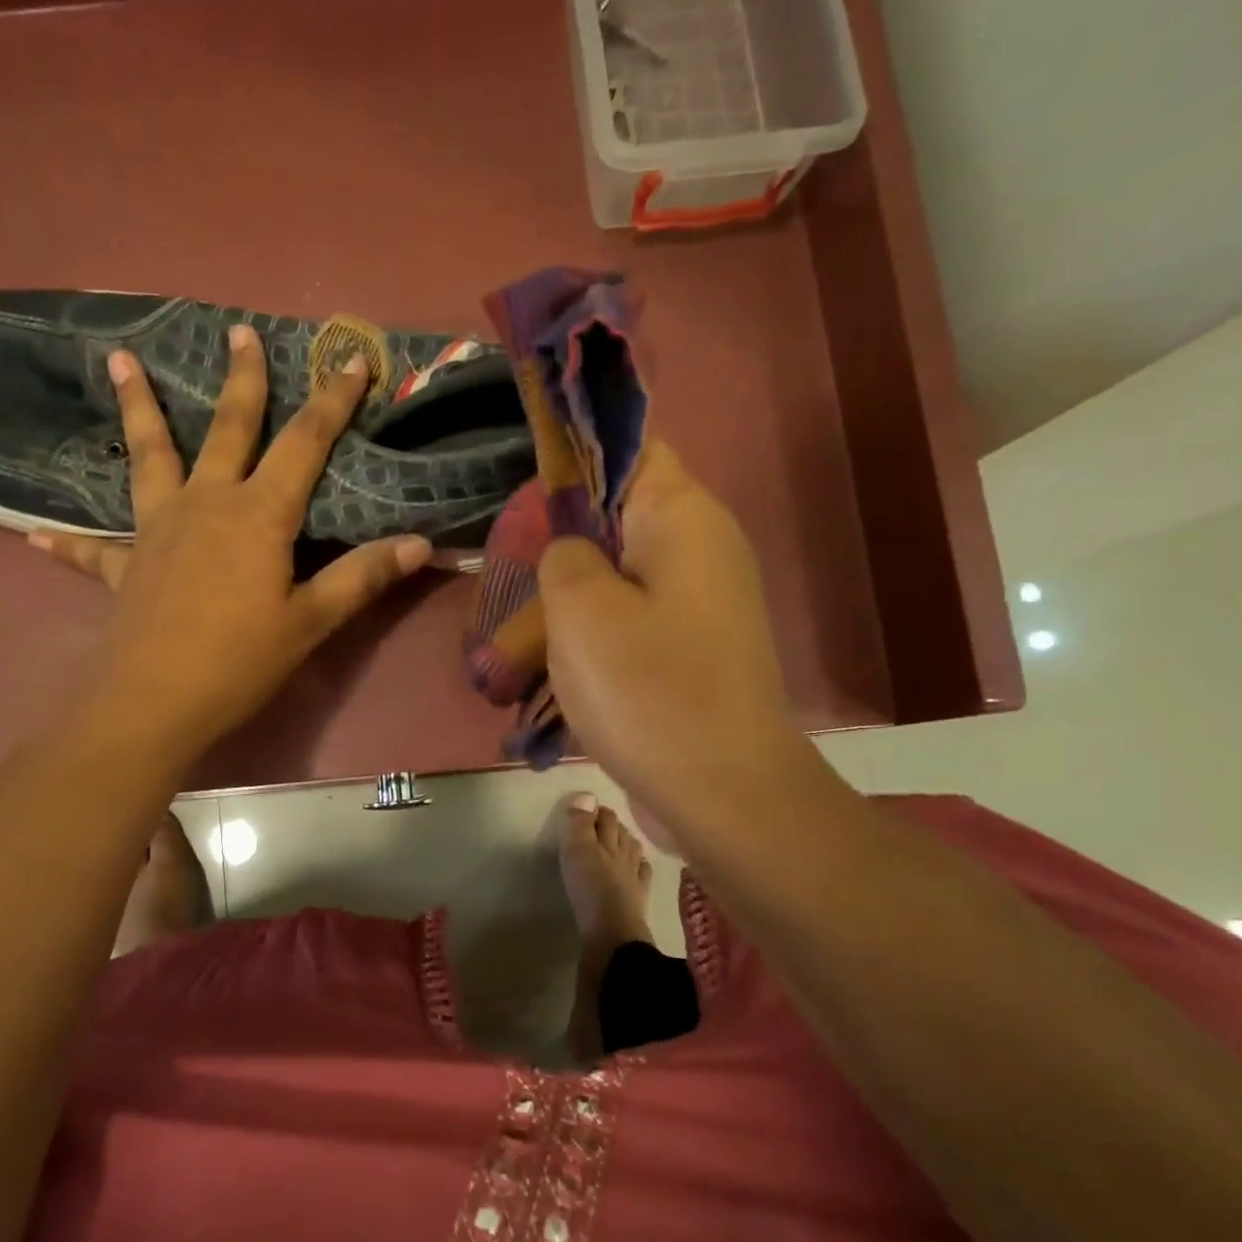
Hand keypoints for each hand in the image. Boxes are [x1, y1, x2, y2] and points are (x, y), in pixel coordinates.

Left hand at [28, 324, 430, 760]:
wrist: (154, 702)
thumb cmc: (240, 660)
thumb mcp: (311, 621)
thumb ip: (362, 577)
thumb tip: (422, 544)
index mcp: (257, 515)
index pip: (304, 443)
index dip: (332, 400)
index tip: (350, 358)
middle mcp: (206, 505)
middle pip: (227, 429)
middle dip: (239, 380)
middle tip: (237, 331)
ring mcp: (157, 530)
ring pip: (149, 457)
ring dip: (138, 408)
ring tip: (117, 360)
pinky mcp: (124, 566)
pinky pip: (93, 548)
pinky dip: (69, 541)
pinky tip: (36, 533)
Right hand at [539, 441, 826, 842]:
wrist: (724, 793)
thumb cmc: (649, 691)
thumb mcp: (580, 610)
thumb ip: (564, 554)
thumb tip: (572, 549)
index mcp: (684, 518)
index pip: (631, 447)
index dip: (577, 453)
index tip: (528, 487)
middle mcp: (704, 548)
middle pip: (623, 513)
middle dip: (567, 536)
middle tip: (518, 570)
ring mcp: (704, 602)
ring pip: (623, 571)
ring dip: (575, 594)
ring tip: (529, 628)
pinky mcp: (695, 647)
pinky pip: (635, 617)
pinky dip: (596, 631)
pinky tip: (561, 664)